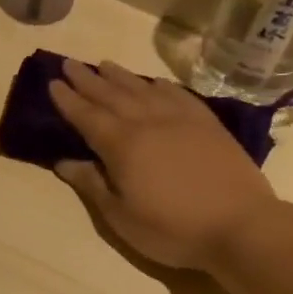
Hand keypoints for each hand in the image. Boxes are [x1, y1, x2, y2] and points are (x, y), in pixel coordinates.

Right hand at [48, 58, 274, 270]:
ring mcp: (181, 120)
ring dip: (120, 77)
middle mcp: (148, 122)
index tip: (52, 83)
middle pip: (112, 95)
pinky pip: (178, 95)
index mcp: (122, 145)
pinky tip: (153, 82)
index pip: (87, 116)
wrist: (240, 225)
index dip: (68, 100)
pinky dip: (160, 85)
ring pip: (143, 90)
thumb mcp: (120, 217)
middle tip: (69, 64)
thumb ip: (91, 184)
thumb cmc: (171, 229)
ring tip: (104, 65)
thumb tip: (64, 161)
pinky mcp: (208, 125)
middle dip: (88, 80)